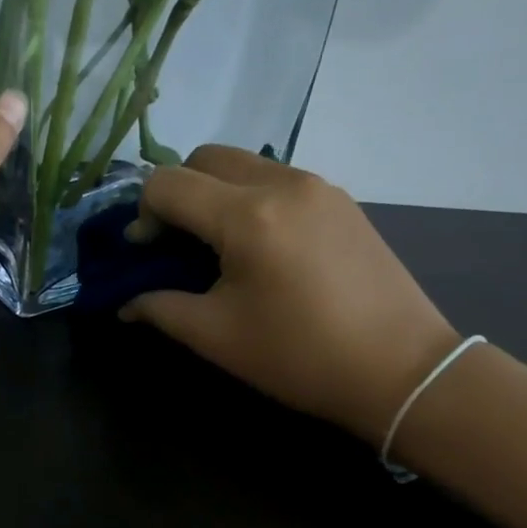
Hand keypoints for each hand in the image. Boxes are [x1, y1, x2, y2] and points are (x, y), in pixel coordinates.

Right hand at [121, 146, 461, 441]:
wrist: (401, 369)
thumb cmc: (299, 356)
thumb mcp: (216, 336)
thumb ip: (159, 308)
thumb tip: (125, 303)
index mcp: (247, 216)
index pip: (167, 183)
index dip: (143, 214)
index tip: (146, 253)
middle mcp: (282, 183)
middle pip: (204, 158)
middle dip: (176, 192)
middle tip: (175, 242)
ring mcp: (318, 186)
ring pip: (242, 164)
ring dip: (213, 192)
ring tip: (216, 245)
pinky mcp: (340, 200)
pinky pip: (276, 179)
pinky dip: (249, 198)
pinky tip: (258, 246)